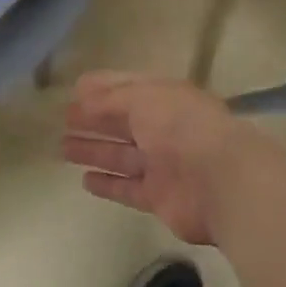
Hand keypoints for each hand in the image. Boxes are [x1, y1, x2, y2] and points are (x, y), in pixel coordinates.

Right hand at [62, 72, 269, 244]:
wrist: (221, 181)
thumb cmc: (182, 127)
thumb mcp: (143, 98)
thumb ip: (110, 99)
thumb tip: (82, 98)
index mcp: (166, 99)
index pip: (129, 89)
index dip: (102, 88)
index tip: (74, 90)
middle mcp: (165, 130)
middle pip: (123, 123)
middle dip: (94, 120)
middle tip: (63, 120)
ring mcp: (163, 165)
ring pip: (121, 156)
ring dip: (94, 151)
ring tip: (63, 148)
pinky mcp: (160, 198)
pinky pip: (127, 188)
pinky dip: (108, 184)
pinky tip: (85, 180)